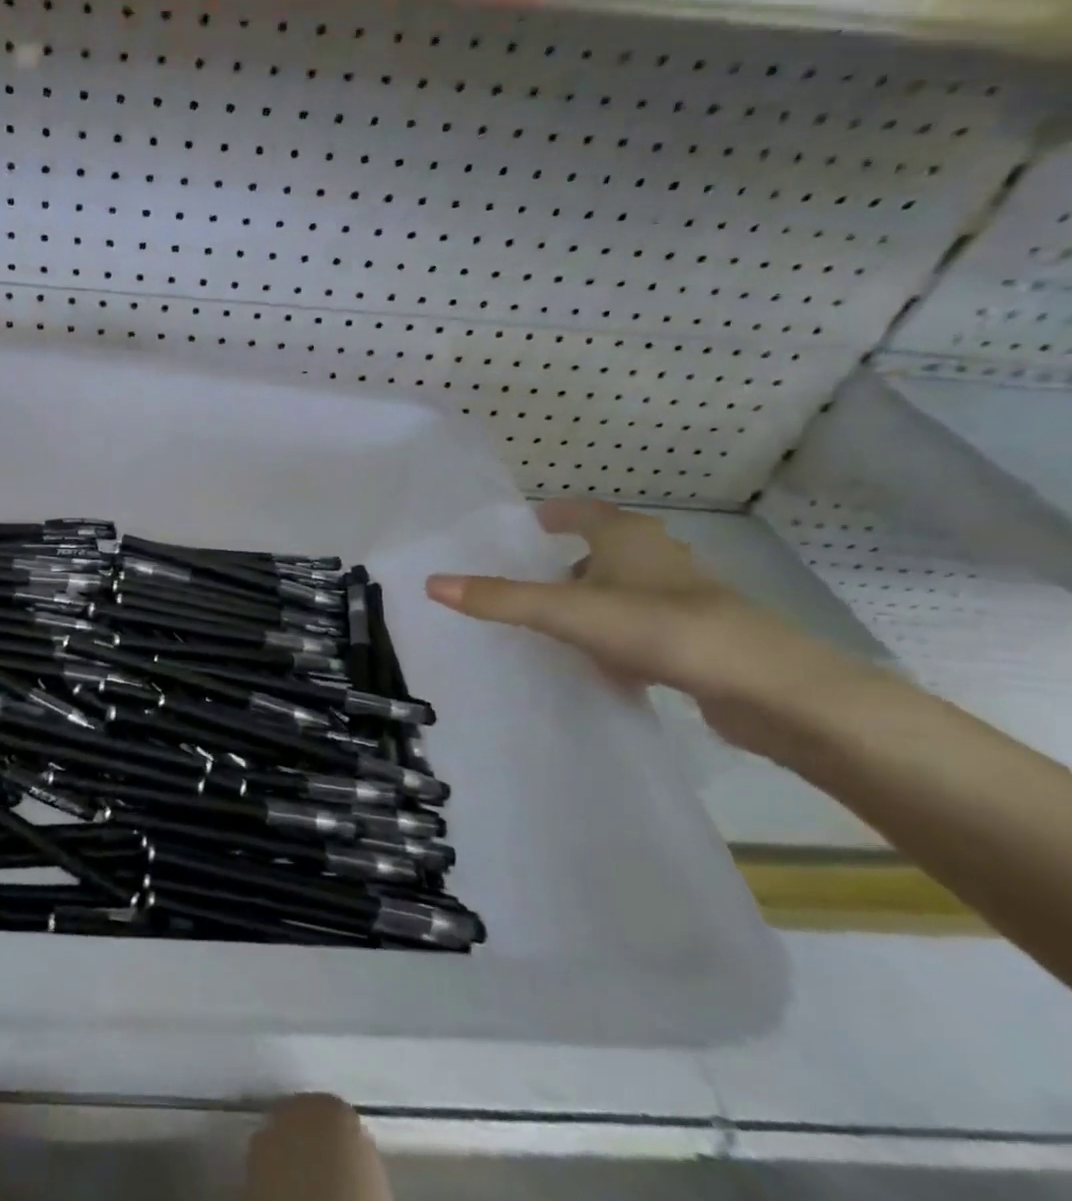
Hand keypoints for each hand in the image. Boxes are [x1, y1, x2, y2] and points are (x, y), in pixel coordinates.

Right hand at [424, 499, 873, 753]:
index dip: (553, 514)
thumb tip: (432, 583)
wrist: (769, 689)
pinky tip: (599, 661)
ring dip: (592, 599)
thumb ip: (500, 600)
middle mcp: (657, 558)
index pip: (582, 511)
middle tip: (525, 577)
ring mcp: (684, 599)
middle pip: (604, 548)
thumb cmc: (660, 629)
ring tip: (553, 622)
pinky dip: (615, 634)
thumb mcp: (567, 612)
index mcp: (628, 537)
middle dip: (567, 560)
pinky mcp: (699, 639)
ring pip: (625, 589)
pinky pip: (642, 626)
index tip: (525, 525)